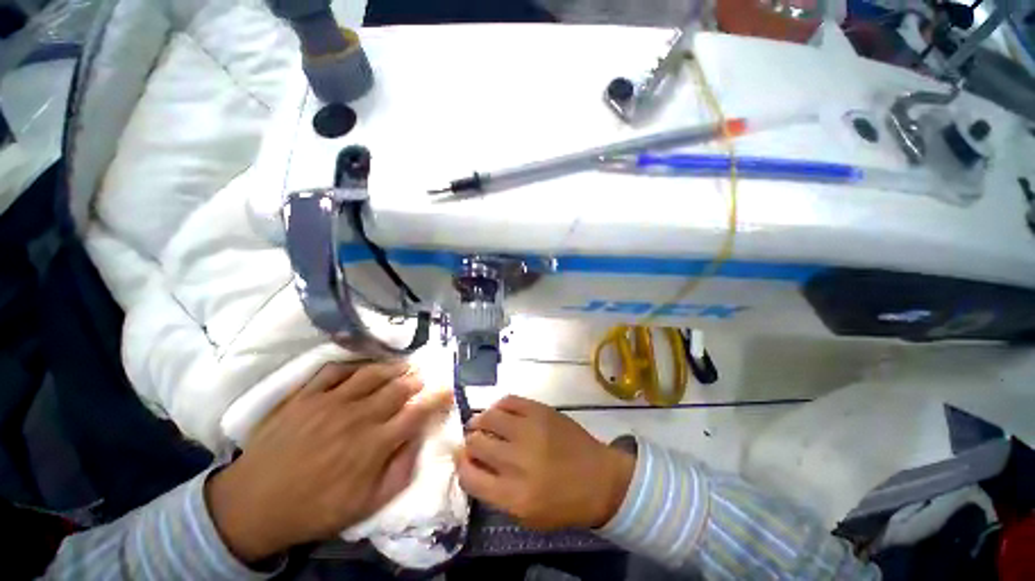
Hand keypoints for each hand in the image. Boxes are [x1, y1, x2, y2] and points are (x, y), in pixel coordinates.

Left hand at [205, 362, 451, 562]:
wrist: (253, 506)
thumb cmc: (315, 508)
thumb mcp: (367, 505)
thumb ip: (401, 471)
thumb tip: (419, 439)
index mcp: (374, 444)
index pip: (418, 412)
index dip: (437, 398)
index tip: (447, 390)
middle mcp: (357, 416)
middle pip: (398, 388)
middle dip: (417, 380)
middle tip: (424, 378)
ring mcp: (329, 402)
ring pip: (371, 373)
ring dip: (393, 368)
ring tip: (403, 366)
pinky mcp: (305, 396)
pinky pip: (335, 370)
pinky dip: (354, 364)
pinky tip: (364, 367)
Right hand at [455, 395, 633, 530]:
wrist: (600, 478)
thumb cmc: (564, 503)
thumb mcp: (528, 516)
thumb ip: (496, 494)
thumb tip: (472, 464)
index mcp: (513, 495)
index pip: (469, 476)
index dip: (461, 465)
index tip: (463, 458)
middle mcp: (518, 461)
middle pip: (476, 443)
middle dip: (470, 442)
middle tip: (474, 440)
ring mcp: (530, 431)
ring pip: (489, 418)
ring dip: (480, 420)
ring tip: (481, 423)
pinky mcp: (541, 411)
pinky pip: (509, 401)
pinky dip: (499, 405)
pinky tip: (500, 411)